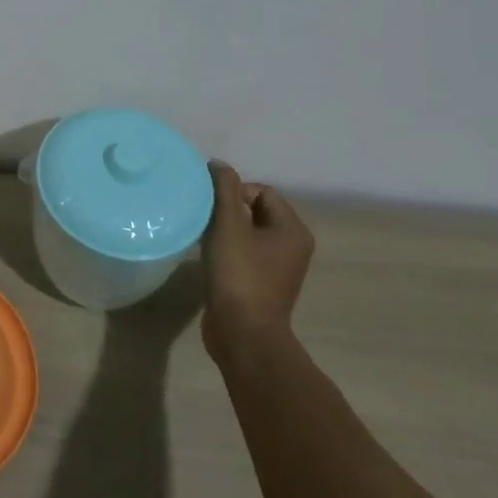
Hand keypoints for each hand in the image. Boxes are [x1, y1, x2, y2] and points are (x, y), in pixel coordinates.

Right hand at [200, 161, 313, 368]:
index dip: (233, 192)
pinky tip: (209, 257)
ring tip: (204, 238)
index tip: (212, 208)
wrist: (243, 333)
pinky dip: (227, 249)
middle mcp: (292, 246)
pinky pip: (244, 253)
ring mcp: (279, 267)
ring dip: (225, 230)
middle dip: (227, 210)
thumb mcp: (228, 224)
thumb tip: (218, 164)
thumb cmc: (239, 274)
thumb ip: (223, 188)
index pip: (261, 191)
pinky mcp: (262, 283)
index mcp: (293, 229)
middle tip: (205, 221)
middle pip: (254, 210)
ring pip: (247, 232)